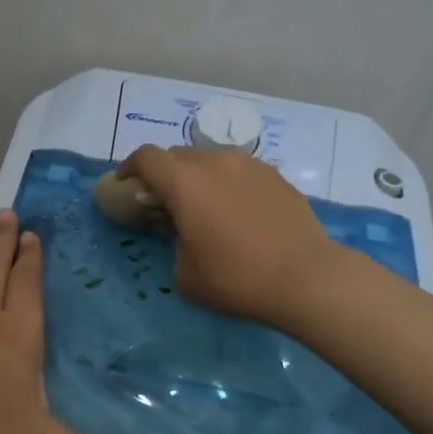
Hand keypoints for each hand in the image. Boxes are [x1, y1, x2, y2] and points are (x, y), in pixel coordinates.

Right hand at [115, 145, 339, 324]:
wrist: (306, 277)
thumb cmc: (236, 278)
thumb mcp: (185, 273)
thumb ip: (174, 242)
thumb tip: (185, 231)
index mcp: (185, 182)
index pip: (147, 157)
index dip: (130, 167)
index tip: (125, 183)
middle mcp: (216, 162)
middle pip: (179, 156)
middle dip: (165, 174)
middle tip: (165, 202)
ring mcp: (250, 165)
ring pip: (212, 160)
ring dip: (198, 177)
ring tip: (204, 206)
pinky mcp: (276, 177)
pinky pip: (239, 172)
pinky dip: (228, 184)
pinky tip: (237, 212)